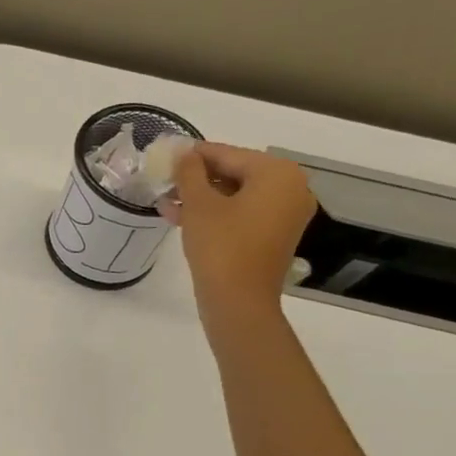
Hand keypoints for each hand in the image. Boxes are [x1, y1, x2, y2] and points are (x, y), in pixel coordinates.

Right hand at [161, 143, 316, 328]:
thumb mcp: (199, 205)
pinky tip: (183, 218)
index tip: (167, 155)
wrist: (239, 302)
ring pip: (236, 196)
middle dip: (197, 180)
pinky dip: (216, 214)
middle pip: (236, 174)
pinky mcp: (274, 237)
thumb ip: (189, 172)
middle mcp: (291, 188)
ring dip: (202, 199)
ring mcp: (285, 215)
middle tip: (164, 183)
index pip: (229, 154)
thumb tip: (183, 152)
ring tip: (167, 203)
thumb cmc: (221, 247)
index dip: (194, 155)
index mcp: (278, 173)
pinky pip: (243, 215)